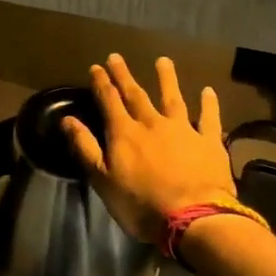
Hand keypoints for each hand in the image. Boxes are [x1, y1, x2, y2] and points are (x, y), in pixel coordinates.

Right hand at [61, 54, 236, 247]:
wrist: (193, 218)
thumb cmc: (141, 204)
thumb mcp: (103, 180)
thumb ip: (85, 147)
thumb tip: (67, 119)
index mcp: (124, 133)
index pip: (109, 102)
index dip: (102, 84)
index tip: (96, 67)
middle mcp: (152, 124)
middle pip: (136, 95)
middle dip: (124, 76)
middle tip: (117, 57)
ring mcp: (183, 130)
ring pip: (173, 98)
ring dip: (167, 79)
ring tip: (163, 61)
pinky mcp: (209, 142)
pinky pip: (209, 118)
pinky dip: (208, 103)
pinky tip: (208, 91)